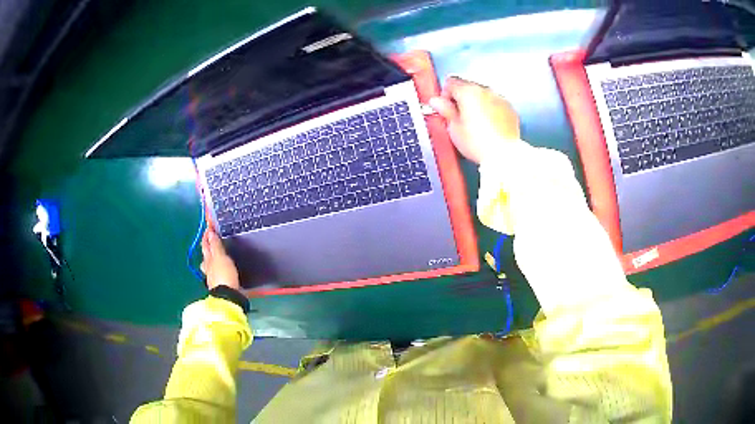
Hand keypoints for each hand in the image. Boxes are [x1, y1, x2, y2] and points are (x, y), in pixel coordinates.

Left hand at [200, 227, 239, 289]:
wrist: (228, 296)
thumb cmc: (224, 274)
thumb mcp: (220, 257)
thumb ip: (216, 245)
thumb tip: (210, 233)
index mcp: (208, 259)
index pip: (206, 244)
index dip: (207, 236)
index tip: (209, 228)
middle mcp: (208, 267)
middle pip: (206, 255)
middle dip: (207, 247)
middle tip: (209, 240)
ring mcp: (213, 277)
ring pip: (210, 265)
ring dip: (211, 259)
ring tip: (215, 256)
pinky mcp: (220, 284)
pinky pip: (217, 272)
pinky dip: (218, 268)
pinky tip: (222, 270)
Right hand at [429, 76, 520, 163]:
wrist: (503, 155)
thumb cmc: (479, 143)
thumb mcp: (454, 128)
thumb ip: (445, 110)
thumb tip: (437, 102)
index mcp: (468, 91)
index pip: (450, 83)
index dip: (445, 95)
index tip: (446, 107)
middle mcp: (485, 91)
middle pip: (468, 87)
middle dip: (462, 99)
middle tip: (459, 119)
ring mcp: (499, 99)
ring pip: (483, 95)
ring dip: (477, 105)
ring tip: (475, 125)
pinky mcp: (509, 109)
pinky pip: (495, 104)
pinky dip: (491, 111)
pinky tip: (488, 126)